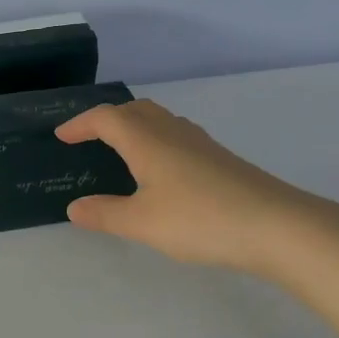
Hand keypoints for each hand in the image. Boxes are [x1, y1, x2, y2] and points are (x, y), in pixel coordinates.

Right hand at [55, 99, 338, 274]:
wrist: (277, 226)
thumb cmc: (200, 219)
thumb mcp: (142, 223)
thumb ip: (105, 214)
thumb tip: (74, 207)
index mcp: (147, 141)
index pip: (106, 119)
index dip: (80, 124)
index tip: (61, 136)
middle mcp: (173, 133)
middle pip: (134, 111)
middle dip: (107, 119)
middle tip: (89, 138)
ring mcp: (201, 144)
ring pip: (160, 121)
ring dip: (135, 127)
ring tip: (121, 150)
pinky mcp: (221, 160)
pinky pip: (177, 136)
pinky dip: (157, 141)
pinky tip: (163, 171)